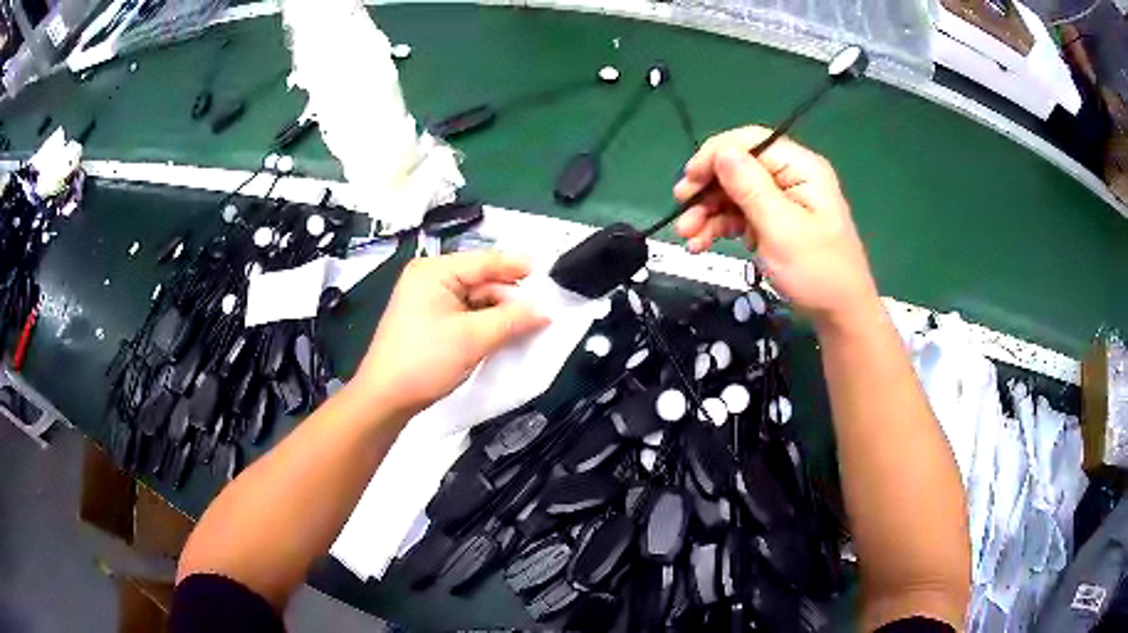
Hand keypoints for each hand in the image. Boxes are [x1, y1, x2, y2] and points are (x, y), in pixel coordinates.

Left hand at [355, 252, 549, 416]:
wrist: (386, 398)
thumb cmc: (425, 361)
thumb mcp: (474, 338)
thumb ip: (513, 320)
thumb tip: (544, 312)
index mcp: (434, 271)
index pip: (485, 261)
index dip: (517, 269)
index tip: (548, 276)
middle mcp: (429, 277)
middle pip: (481, 279)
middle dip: (508, 297)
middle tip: (538, 314)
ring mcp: (426, 299)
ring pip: (474, 298)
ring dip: (498, 312)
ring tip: (524, 327)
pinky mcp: (427, 319)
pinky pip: (464, 312)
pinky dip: (483, 322)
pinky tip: (500, 333)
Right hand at [673, 126, 878, 328]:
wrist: (839, 314)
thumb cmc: (817, 271)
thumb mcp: (781, 228)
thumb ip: (750, 187)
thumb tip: (721, 151)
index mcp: (800, 167)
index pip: (750, 142)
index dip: (715, 155)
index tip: (689, 180)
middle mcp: (790, 176)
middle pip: (738, 167)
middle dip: (708, 189)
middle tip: (682, 209)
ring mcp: (781, 200)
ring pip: (734, 193)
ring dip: (708, 212)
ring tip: (688, 237)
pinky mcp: (774, 221)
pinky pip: (740, 214)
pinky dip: (720, 227)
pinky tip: (701, 243)